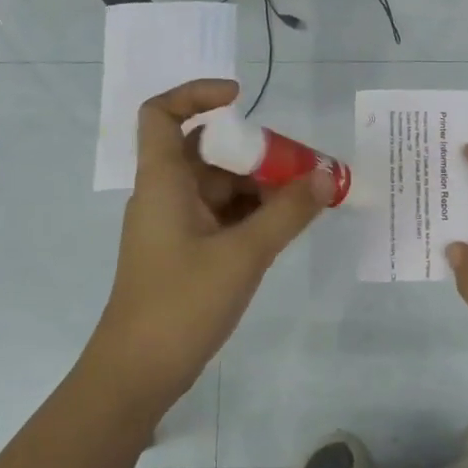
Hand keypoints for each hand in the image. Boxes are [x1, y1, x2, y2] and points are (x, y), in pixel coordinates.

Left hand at [90, 79, 333, 412]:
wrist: (139, 372)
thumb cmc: (182, 303)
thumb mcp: (244, 254)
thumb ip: (288, 213)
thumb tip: (328, 175)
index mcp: (163, 183)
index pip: (162, 115)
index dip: (196, 94)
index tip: (242, 98)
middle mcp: (165, 196)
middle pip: (206, 152)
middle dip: (254, 152)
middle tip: (302, 165)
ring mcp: (176, 227)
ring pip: (219, 188)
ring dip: (259, 187)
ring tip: (307, 199)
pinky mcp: (187, 254)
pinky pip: (222, 218)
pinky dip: (252, 215)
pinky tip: (286, 226)